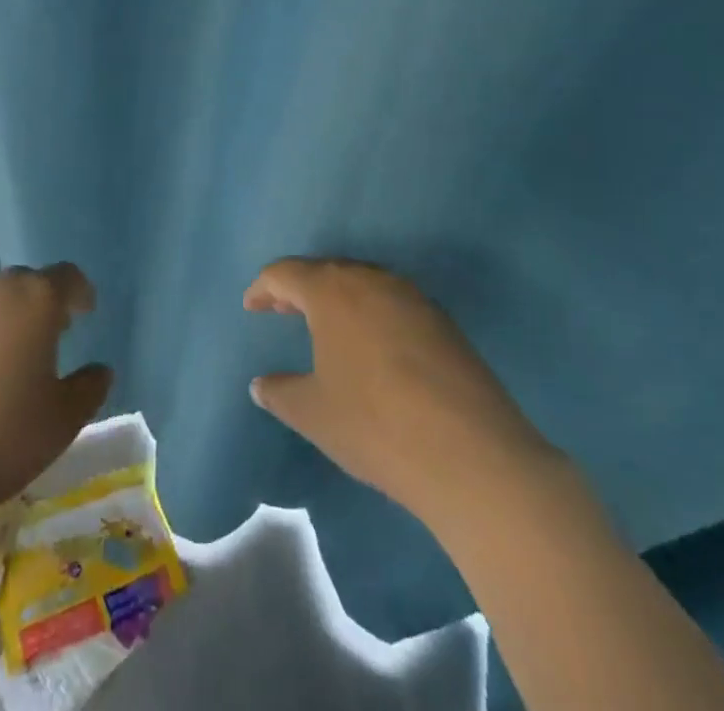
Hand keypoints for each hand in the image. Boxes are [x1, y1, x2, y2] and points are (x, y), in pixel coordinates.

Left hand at [0, 263, 112, 528]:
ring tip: (9, 357)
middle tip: (50, 335)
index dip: (79, 292)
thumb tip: (100, 371)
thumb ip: (90, 388)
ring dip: (5, 318)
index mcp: (34, 300)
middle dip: (41, 303)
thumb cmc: (1, 437)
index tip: (85, 312)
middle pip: (25, 283)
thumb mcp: (63, 420)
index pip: (66, 277)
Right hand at [244, 257, 560, 521]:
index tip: (251, 306)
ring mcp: (412, 297)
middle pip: (326, 271)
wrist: (471, 453)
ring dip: (338, 299)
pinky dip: (371, 314)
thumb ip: (281, 392)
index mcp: (332, 291)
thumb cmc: (375, 424)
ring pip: (363, 284)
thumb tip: (262, 384)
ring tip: (325, 327)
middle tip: (282, 309)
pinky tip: (372, 347)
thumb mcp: (314, 413)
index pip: (286, 273)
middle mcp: (371, 280)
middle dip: (300, 289)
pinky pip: (393, 304)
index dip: (263, 287)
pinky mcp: (443, 321)